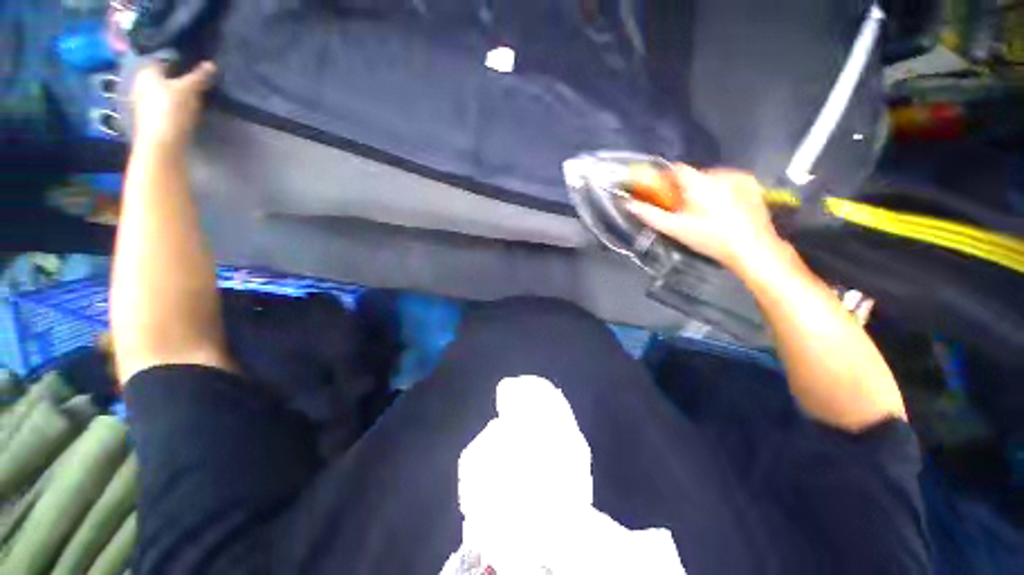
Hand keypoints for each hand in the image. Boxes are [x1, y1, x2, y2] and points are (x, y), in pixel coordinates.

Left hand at [131, 60, 215, 145]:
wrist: (161, 143)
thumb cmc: (172, 109)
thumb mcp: (189, 89)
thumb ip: (199, 76)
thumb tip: (211, 64)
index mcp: (146, 72)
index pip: (163, 59)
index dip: (177, 60)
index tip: (192, 63)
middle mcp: (140, 84)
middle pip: (162, 77)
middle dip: (175, 77)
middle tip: (194, 79)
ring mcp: (143, 102)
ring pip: (161, 91)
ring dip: (174, 93)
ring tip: (192, 95)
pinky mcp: (149, 118)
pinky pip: (162, 105)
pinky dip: (172, 105)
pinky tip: (183, 109)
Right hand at [626, 164, 785, 271]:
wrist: (752, 248)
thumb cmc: (710, 238)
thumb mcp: (675, 229)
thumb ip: (650, 214)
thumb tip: (629, 204)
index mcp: (699, 182)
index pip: (675, 169)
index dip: (663, 178)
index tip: (658, 191)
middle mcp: (719, 173)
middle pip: (692, 174)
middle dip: (682, 188)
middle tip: (679, 208)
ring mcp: (739, 177)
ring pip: (709, 178)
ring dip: (700, 189)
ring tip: (701, 211)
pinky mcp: (751, 183)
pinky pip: (727, 181)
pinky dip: (718, 190)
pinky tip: (720, 208)